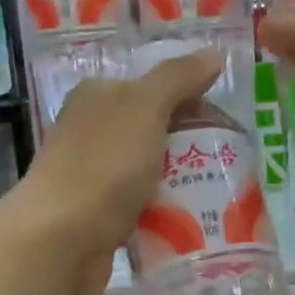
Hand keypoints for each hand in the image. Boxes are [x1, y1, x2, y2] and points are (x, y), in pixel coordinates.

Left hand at [17, 49, 222, 294]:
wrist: (61, 240)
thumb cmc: (104, 164)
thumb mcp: (145, 107)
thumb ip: (179, 78)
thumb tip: (214, 54)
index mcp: (99, 96)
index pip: (155, 86)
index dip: (194, 98)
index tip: (229, 123)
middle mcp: (93, 130)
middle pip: (157, 128)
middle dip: (194, 143)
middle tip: (234, 160)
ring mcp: (96, 174)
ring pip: (154, 168)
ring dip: (184, 179)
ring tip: (224, 192)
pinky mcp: (102, 214)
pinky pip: (146, 204)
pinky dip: (168, 208)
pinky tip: (196, 217)